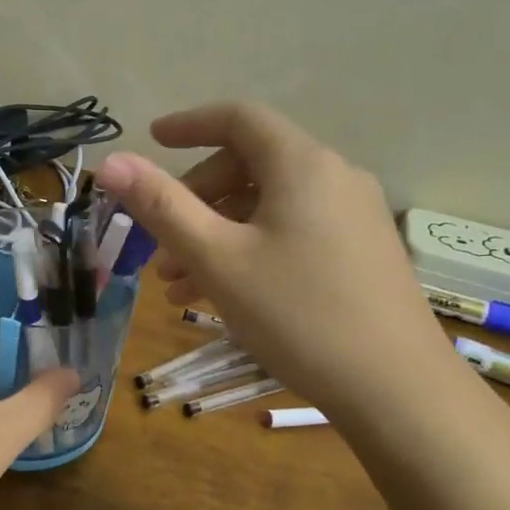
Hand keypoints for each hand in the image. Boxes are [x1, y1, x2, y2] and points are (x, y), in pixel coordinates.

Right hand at [96, 102, 461, 429]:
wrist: (398, 391)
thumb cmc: (298, 315)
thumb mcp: (218, 259)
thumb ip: (161, 206)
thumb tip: (111, 162)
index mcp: (302, 165)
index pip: (238, 118)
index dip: (189, 124)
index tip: (151, 140)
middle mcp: (334, 177)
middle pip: (249, 165)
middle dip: (195, 197)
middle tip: (158, 241)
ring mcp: (353, 216)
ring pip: (267, 205)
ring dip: (216, 232)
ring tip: (176, 283)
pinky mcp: (360, 252)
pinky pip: (291, 231)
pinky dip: (249, 249)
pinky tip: (220, 296)